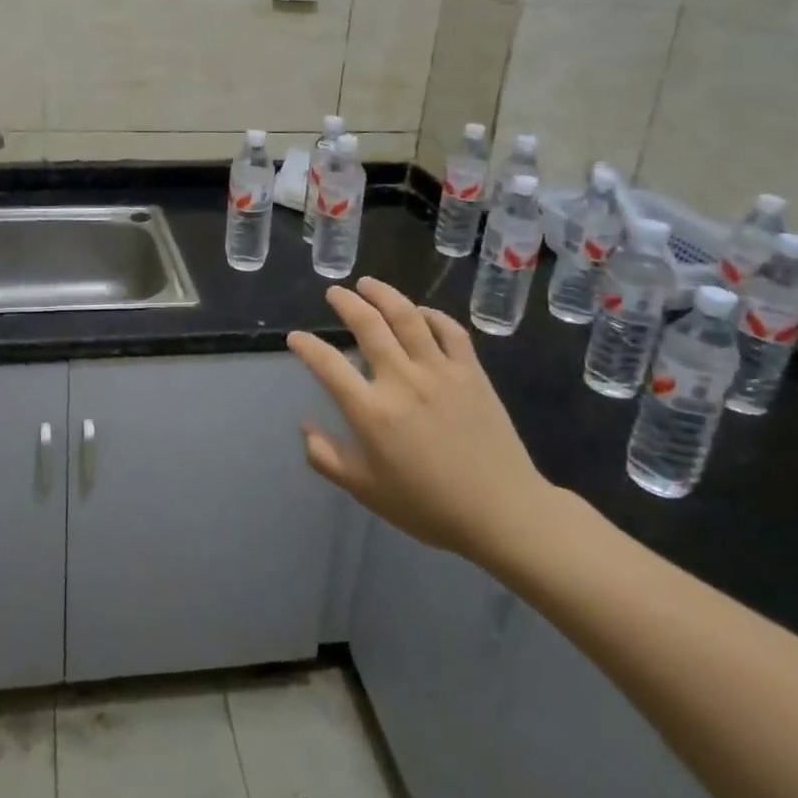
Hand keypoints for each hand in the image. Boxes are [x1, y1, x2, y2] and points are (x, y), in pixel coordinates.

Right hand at [290, 277, 556, 569]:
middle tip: (334, 293)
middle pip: (368, 325)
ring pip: (407, 317)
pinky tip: (419, 312)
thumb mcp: (366, 491)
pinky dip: (431, 315)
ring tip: (368, 284)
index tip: (296, 338)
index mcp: (372, 412)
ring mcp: (440, 371)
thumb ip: (327, 458)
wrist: (502, 513)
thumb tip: (305, 427)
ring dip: (383, 294)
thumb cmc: (428, 506)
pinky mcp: (471, 372)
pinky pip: (449, 330)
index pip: (328, 365)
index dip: (307, 347)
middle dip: (345, 303)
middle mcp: (402, 381)